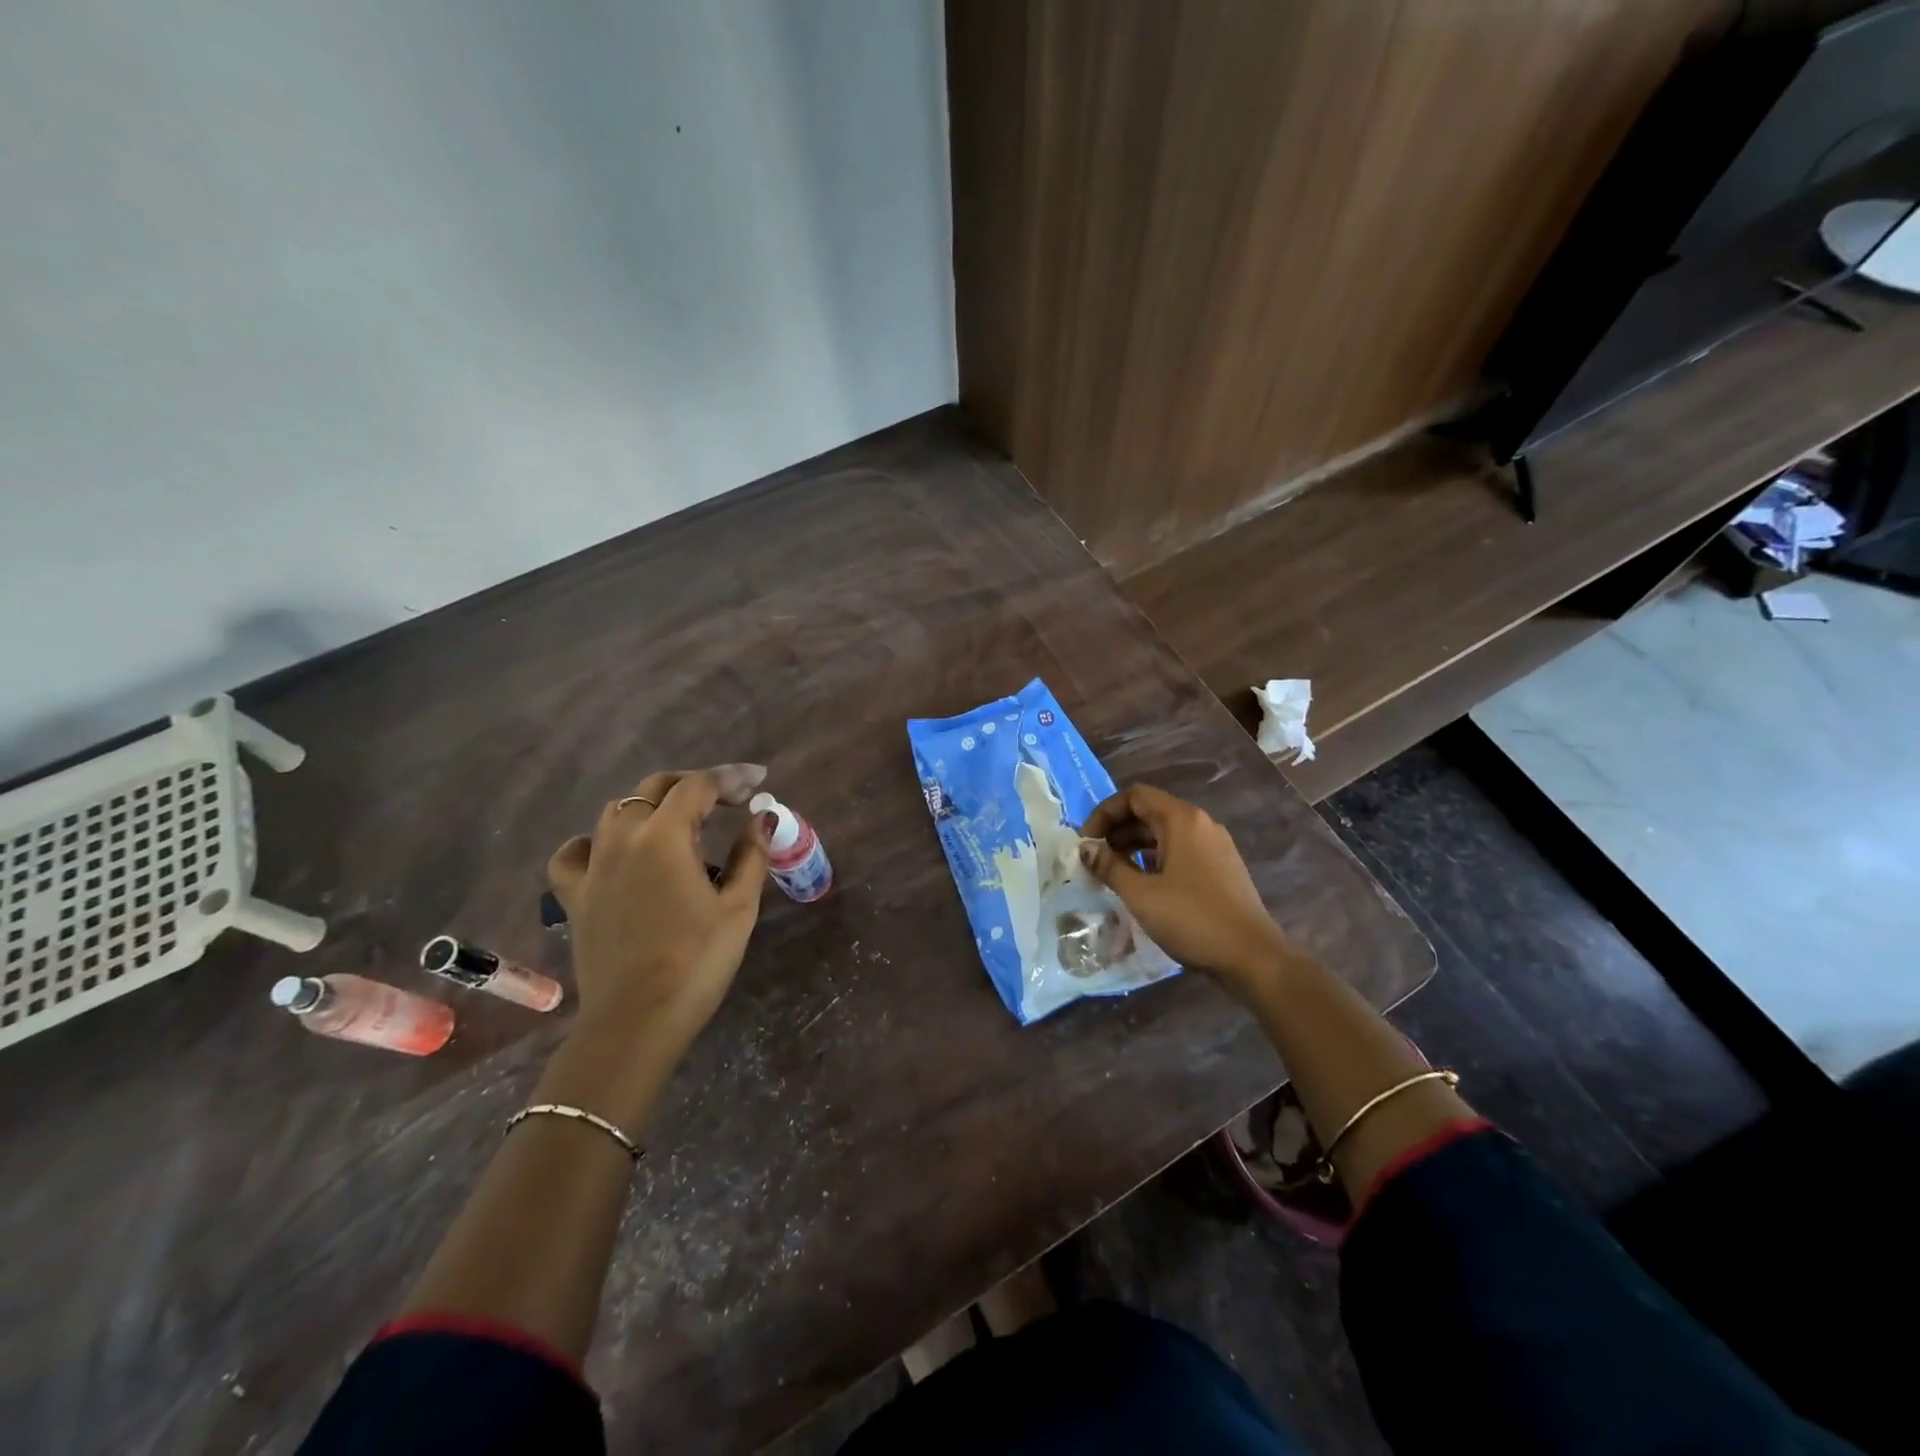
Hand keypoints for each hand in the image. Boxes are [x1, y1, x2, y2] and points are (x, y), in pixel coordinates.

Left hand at [547, 765, 768, 1055]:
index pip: (697, 786)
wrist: (637, 1020)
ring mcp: (593, 867)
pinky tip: (615, 853)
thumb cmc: (697, 962)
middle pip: (655, 788)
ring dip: (652, 806)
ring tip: (681, 825)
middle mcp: (622, 839)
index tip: (757, 783)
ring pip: (617, 812)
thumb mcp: (738, 907)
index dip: (730, 778)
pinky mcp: (575, 895)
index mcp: (664, 837)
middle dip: (694, 784)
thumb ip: (751, 854)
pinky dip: (596, 842)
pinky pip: (576, 852)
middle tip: (727, 798)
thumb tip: (762, 817)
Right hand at [1079, 784, 1292, 998]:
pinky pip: (1180, 850)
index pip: (1135, 796)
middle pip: (1149, 812)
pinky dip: (1154, 858)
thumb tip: (1085, 848)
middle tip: (1094, 859)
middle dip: (1117, 830)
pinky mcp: (1220, 867)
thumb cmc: (1193, 919)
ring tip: (1112, 872)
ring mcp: (1214, 845)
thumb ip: (1109, 867)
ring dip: (1134, 845)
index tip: (1086, 842)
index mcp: (1182, 820)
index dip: (1105, 813)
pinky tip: (1142, 883)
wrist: (1253, 957)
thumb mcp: (1142, 894)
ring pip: (1165, 833)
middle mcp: (1200, 824)